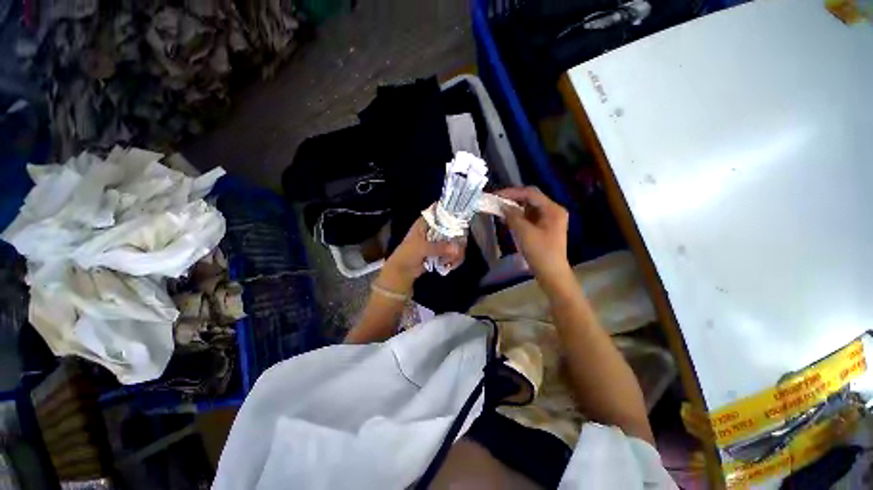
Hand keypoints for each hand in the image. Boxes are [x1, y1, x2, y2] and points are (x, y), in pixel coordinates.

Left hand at [380, 218, 463, 292]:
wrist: (402, 271)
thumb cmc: (407, 254)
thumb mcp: (421, 248)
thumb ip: (439, 247)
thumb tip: (457, 249)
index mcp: (427, 222)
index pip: (443, 211)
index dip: (453, 213)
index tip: (462, 222)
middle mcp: (436, 228)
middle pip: (455, 228)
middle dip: (458, 241)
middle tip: (457, 251)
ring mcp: (440, 240)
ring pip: (457, 242)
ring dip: (456, 253)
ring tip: (449, 262)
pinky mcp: (443, 252)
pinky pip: (455, 253)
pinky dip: (455, 260)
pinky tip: (450, 265)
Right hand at [497, 187, 571, 286]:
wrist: (551, 273)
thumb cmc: (540, 253)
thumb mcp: (525, 233)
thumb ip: (513, 216)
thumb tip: (502, 205)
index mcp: (553, 209)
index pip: (531, 193)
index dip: (512, 192)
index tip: (496, 195)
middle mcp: (553, 211)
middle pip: (530, 199)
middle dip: (513, 199)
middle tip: (496, 201)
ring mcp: (549, 219)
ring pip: (528, 208)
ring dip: (514, 208)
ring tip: (499, 210)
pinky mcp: (543, 227)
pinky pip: (529, 217)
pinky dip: (517, 217)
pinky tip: (507, 219)